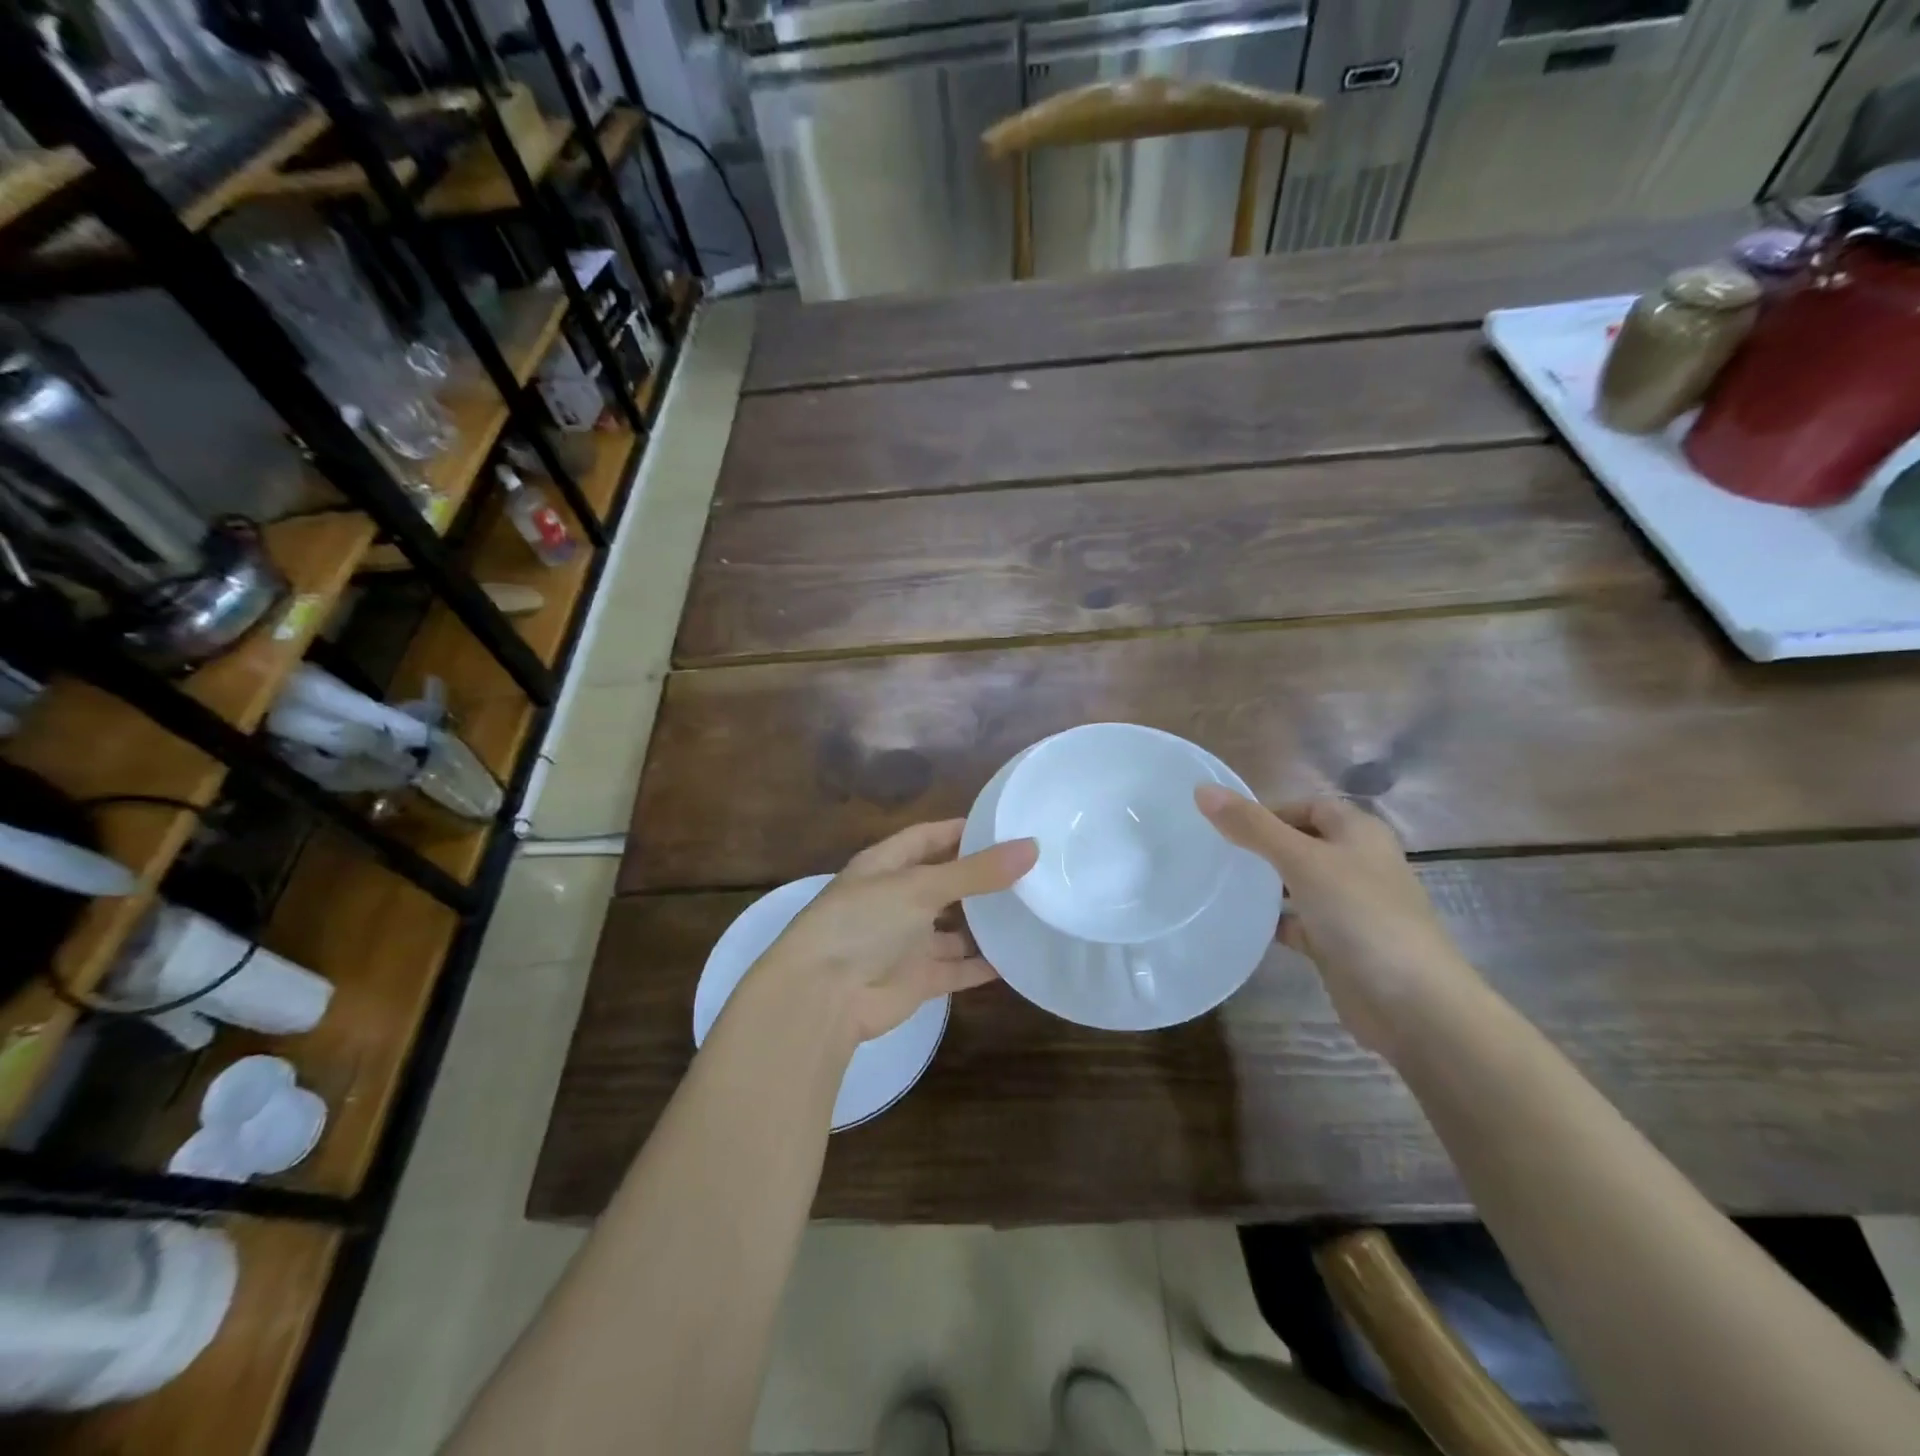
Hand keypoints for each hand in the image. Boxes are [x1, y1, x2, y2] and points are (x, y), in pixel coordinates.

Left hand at [749, 820, 1037, 1044]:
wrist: (823, 997)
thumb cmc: (864, 923)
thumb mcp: (920, 887)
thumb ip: (976, 872)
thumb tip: (1031, 847)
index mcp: (885, 866)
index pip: (926, 838)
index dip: (960, 831)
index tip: (1003, 826)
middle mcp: (896, 900)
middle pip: (945, 883)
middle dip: (980, 878)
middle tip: (1031, 868)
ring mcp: (907, 942)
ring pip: (954, 927)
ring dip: (986, 922)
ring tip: (1033, 907)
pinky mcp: (919, 979)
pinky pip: (959, 968)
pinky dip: (984, 964)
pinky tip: (1019, 956)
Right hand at [1194, 786, 1475, 1051]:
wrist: (1411, 1003)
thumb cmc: (1360, 915)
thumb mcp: (1301, 860)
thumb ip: (1252, 826)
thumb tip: (1202, 789)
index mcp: (1359, 834)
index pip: (1309, 806)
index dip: (1271, 810)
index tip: (1227, 825)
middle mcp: (1358, 864)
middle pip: (1303, 843)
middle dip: (1263, 845)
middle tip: (1216, 852)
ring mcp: (1350, 907)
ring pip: (1299, 883)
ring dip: (1266, 883)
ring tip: (1221, 883)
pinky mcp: (1339, 944)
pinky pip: (1299, 922)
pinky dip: (1274, 920)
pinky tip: (1242, 923)